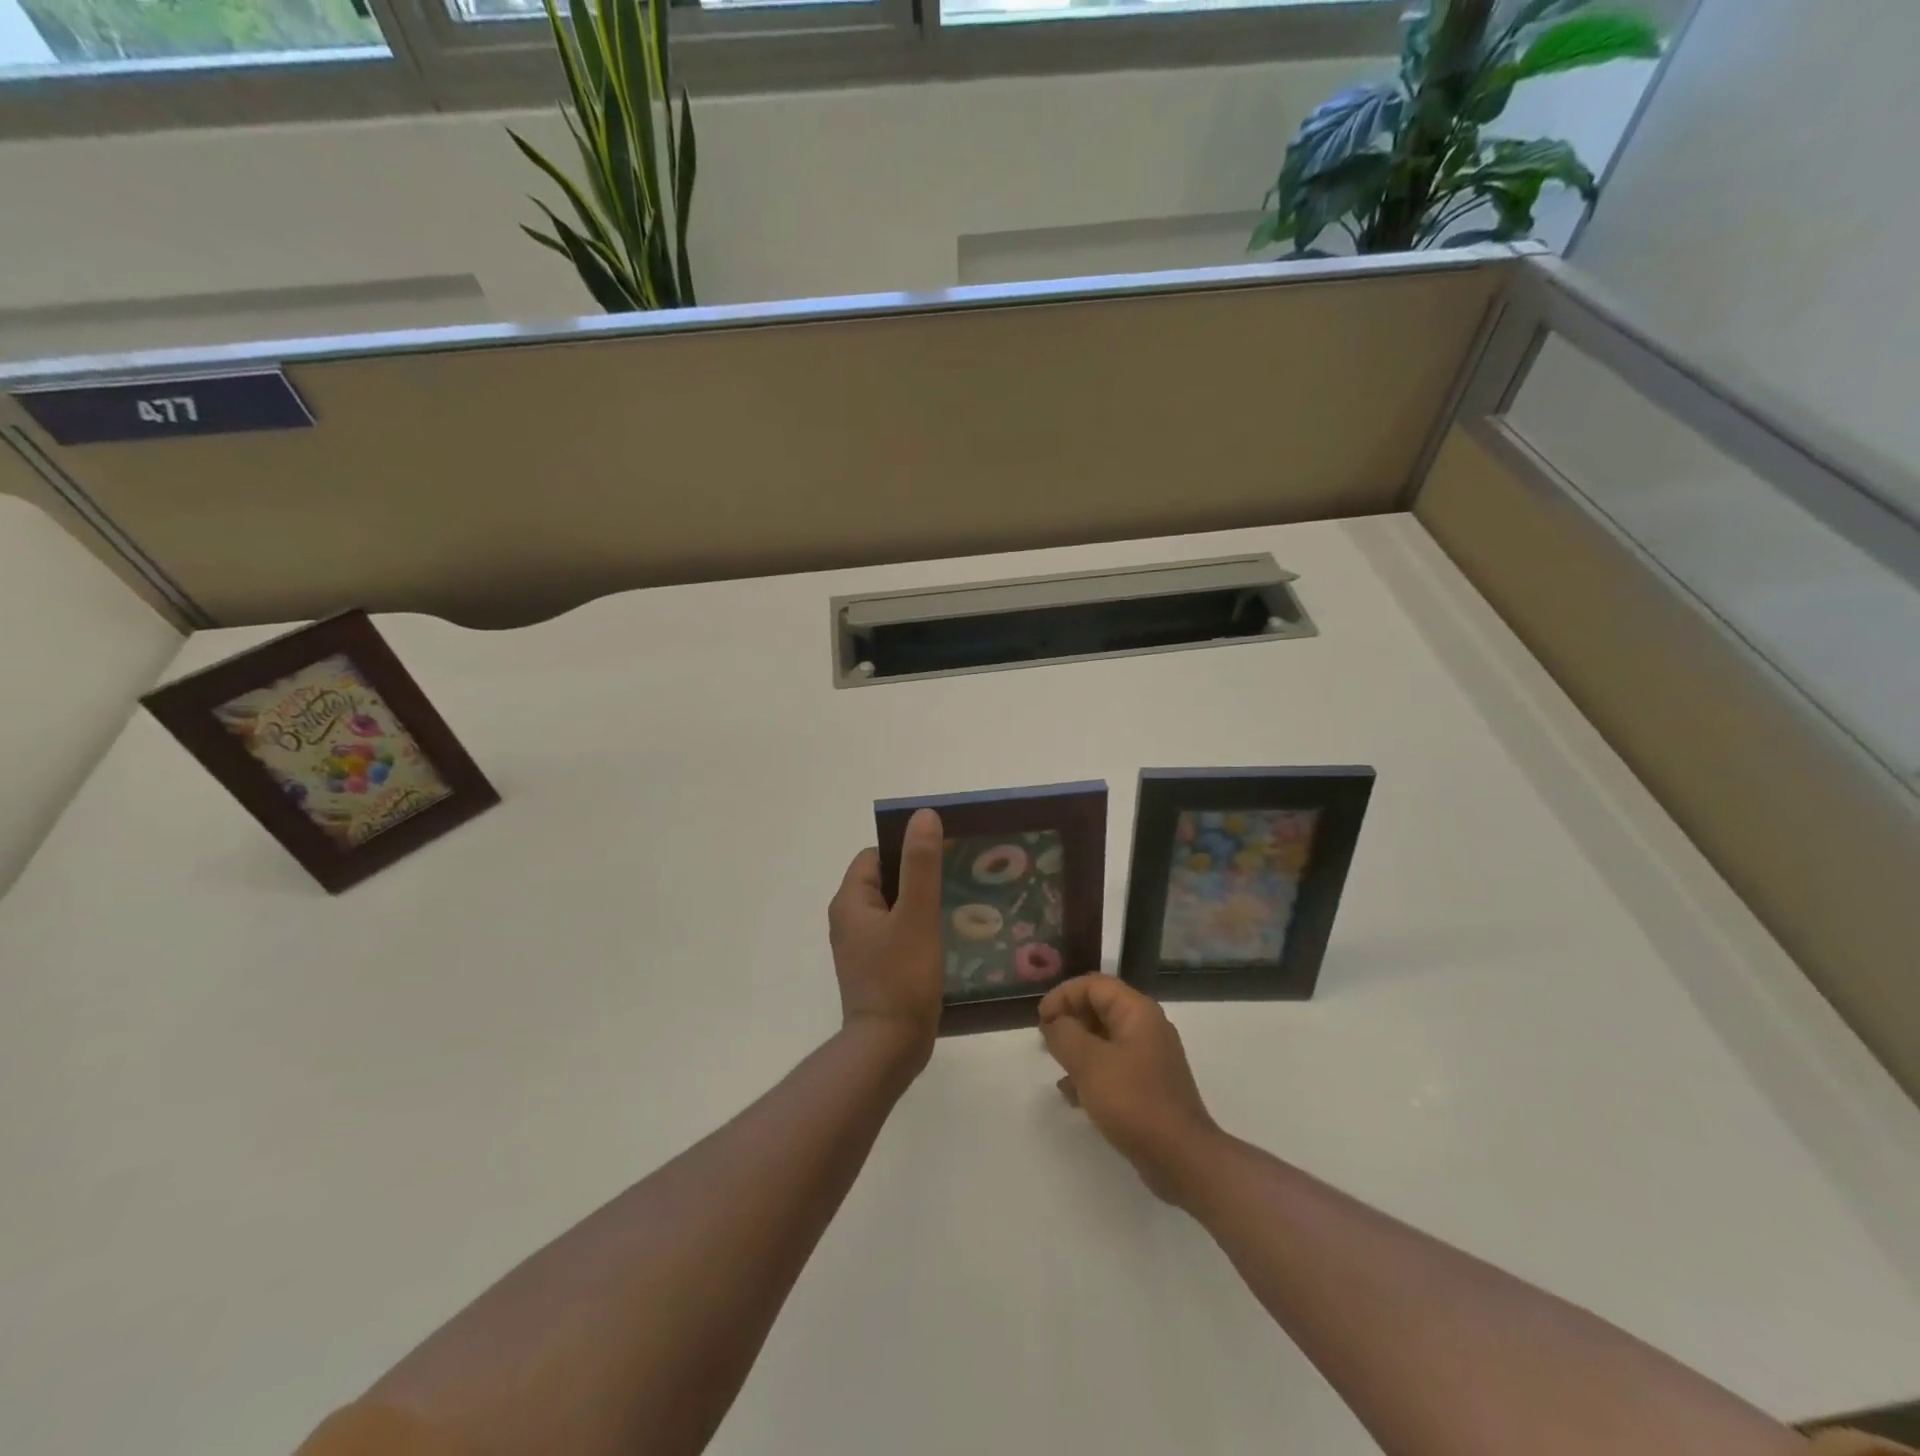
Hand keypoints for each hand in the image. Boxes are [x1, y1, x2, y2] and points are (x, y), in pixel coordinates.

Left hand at [828, 808, 944, 1070]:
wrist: (888, 1049)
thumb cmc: (900, 977)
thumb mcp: (916, 915)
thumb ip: (921, 865)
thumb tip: (923, 815)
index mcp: (850, 902)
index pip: (874, 857)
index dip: (905, 851)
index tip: (941, 855)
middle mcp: (849, 921)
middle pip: (885, 882)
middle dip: (917, 877)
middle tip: (955, 878)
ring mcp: (861, 948)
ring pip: (893, 910)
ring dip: (920, 905)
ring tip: (956, 905)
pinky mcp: (876, 970)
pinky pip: (897, 935)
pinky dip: (917, 930)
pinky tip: (945, 937)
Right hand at [1039, 975, 1221, 1203]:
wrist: (1181, 1158)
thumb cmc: (1133, 1101)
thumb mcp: (1089, 1063)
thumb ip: (1065, 1035)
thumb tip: (1055, 1023)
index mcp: (1137, 1012)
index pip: (1094, 985)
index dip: (1063, 995)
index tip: (1041, 1019)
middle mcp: (1146, 1028)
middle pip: (1100, 1008)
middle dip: (1069, 1020)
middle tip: (1046, 1042)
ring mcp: (1149, 1058)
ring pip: (1104, 1039)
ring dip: (1077, 1048)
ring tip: (1058, 1068)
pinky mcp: (1148, 1086)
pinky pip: (1113, 1066)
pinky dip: (1091, 1073)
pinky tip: (1073, 1096)